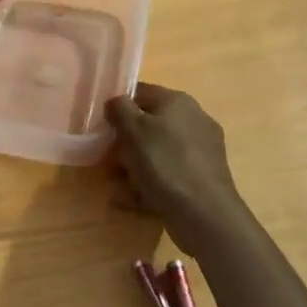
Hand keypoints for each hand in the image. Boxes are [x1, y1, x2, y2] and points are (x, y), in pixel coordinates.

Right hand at [106, 83, 247, 253]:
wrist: (204, 213)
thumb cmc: (164, 163)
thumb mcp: (134, 129)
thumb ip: (120, 109)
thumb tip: (116, 102)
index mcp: (178, 102)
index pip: (141, 93)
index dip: (118, 107)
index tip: (102, 126)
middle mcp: (193, 121)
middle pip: (149, 126)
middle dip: (125, 143)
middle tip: (107, 160)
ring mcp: (200, 151)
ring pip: (157, 153)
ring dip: (133, 168)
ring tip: (116, 185)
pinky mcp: (201, 178)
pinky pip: (167, 175)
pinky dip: (149, 185)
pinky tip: (131, 200)